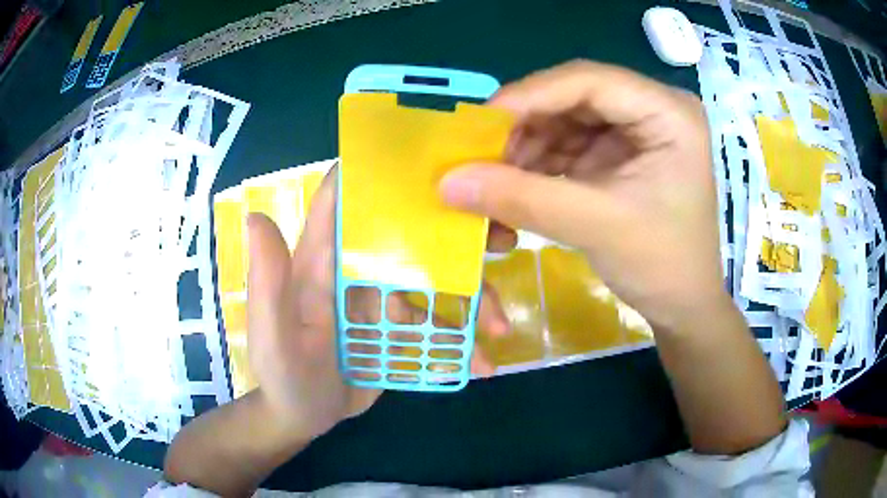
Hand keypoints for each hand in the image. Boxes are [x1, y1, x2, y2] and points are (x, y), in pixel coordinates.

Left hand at [246, 168, 507, 440]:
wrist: (305, 416)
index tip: (432, 162)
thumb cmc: (283, 376)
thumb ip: (268, 283)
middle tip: (502, 239)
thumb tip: (257, 215)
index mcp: (322, 258)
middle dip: (457, 233)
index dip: (378, 172)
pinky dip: (464, 341)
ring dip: (474, 297)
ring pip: (436, 280)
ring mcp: (382, 298)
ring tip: (499, 328)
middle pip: (409, 234)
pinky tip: (483, 363)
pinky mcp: (400, 328)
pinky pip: (439, 325)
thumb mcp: (273, 336)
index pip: (344, 198)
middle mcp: (356, 268)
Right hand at [440, 61, 723, 330]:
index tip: (478, 124)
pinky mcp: (620, 153)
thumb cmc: (662, 264)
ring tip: (495, 179)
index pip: (589, 81)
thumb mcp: (596, 226)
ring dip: (527, 148)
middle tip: (480, 156)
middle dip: (525, 126)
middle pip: (573, 97)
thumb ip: (521, 199)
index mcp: (668, 112)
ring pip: (565, 120)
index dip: (530, 95)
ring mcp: (636, 130)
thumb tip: (447, 181)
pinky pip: (569, 144)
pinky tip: (517, 185)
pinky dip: (539, 164)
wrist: (683, 305)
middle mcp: (652, 109)